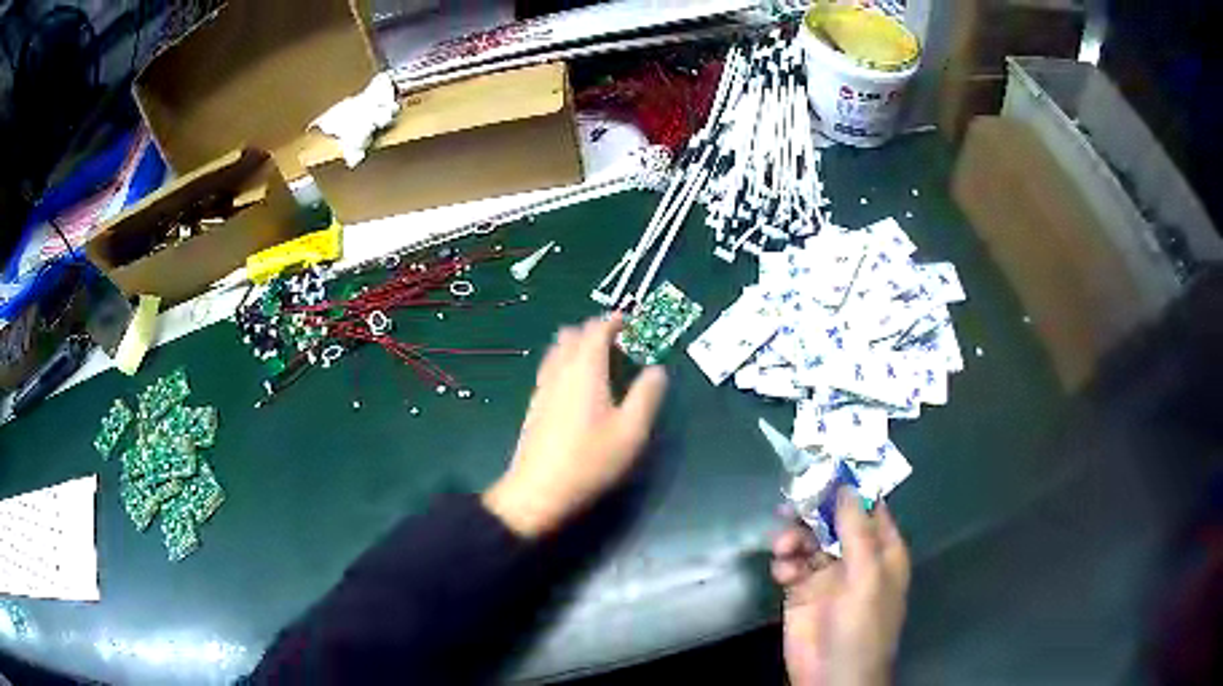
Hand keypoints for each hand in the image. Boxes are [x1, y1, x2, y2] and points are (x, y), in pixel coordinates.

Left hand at [482, 314, 667, 537]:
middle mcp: (560, 370)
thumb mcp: (631, 431)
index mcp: (585, 369)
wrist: (538, 491)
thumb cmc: (590, 459)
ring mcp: (542, 387)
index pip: (597, 329)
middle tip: (618, 343)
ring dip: (577, 346)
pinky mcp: (534, 405)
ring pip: (557, 351)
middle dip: (594, 331)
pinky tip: (577, 387)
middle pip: (572, 334)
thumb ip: (647, 396)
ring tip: (598, 361)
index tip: (630, 321)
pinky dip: (566, 363)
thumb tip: (657, 370)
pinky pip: (550, 369)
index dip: (614, 321)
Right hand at [772, 489, 910, 685]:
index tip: (825, 465)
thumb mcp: (867, 576)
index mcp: (882, 550)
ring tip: (783, 546)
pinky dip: (784, 561)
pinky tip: (782, 570)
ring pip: (809, 539)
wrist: (832, 676)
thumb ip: (857, 531)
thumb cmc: (862, 625)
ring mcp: (827, 575)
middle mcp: (855, 557)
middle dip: (814, 510)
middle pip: (834, 520)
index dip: (850, 487)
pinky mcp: (800, 591)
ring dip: (794, 537)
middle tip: (792, 502)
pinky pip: (791, 563)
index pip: (869, 508)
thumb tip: (846, 487)